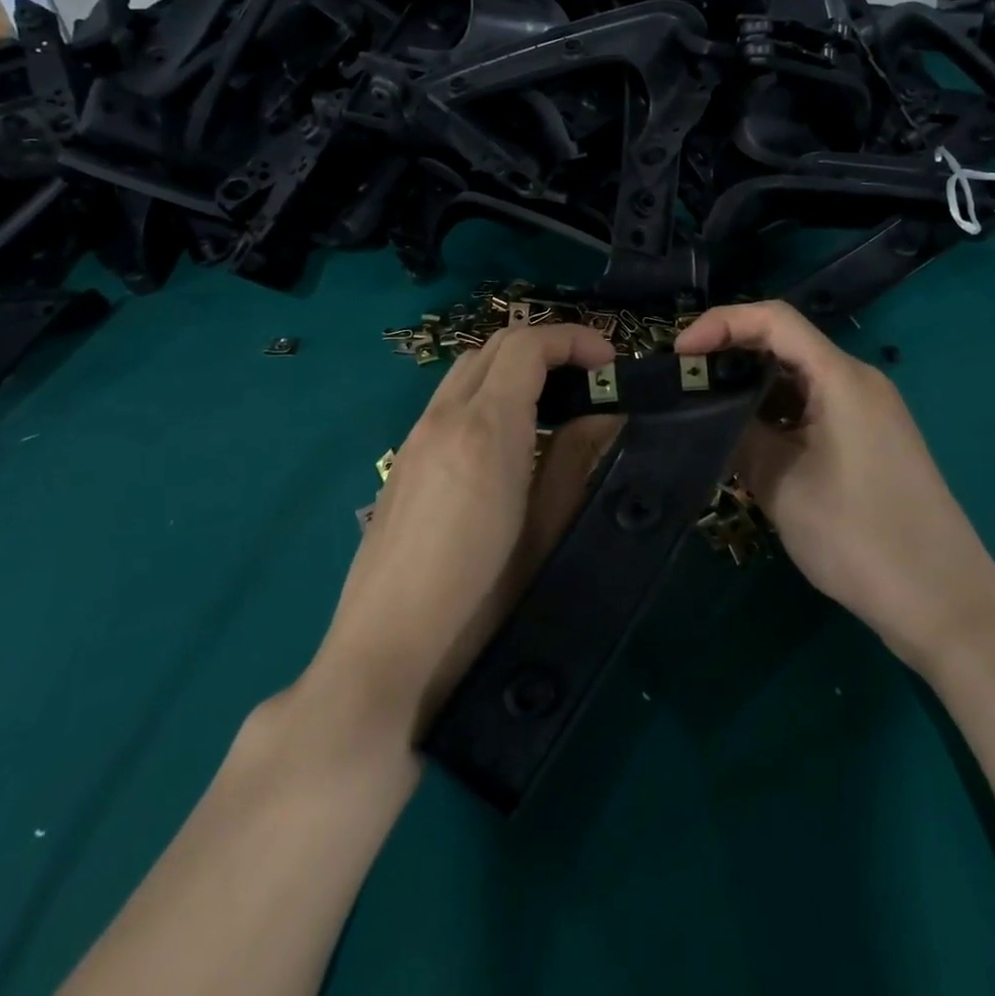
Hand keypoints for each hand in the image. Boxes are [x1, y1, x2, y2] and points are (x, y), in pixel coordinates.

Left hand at [316, 323, 615, 739]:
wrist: (383, 655)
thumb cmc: (479, 602)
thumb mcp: (545, 531)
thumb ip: (576, 459)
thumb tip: (604, 412)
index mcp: (486, 428)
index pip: (527, 346)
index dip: (574, 340)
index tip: (611, 364)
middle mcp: (444, 416)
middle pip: (496, 345)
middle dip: (548, 346)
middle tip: (590, 379)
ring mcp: (416, 436)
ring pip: (469, 368)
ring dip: (515, 366)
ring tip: (554, 402)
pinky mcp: (402, 460)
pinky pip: (449, 398)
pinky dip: (488, 390)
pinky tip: (509, 437)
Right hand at [675, 301, 994, 673]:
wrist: (945, 603)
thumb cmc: (861, 538)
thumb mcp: (783, 486)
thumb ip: (739, 437)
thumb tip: (706, 412)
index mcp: (841, 377)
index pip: (773, 320)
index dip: (721, 323)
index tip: (679, 353)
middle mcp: (857, 381)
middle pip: (784, 343)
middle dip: (730, 356)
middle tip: (684, 383)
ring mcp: (867, 410)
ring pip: (797, 378)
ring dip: (751, 388)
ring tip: (705, 412)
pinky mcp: (869, 438)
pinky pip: (813, 406)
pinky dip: (775, 413)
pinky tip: (747, 439)